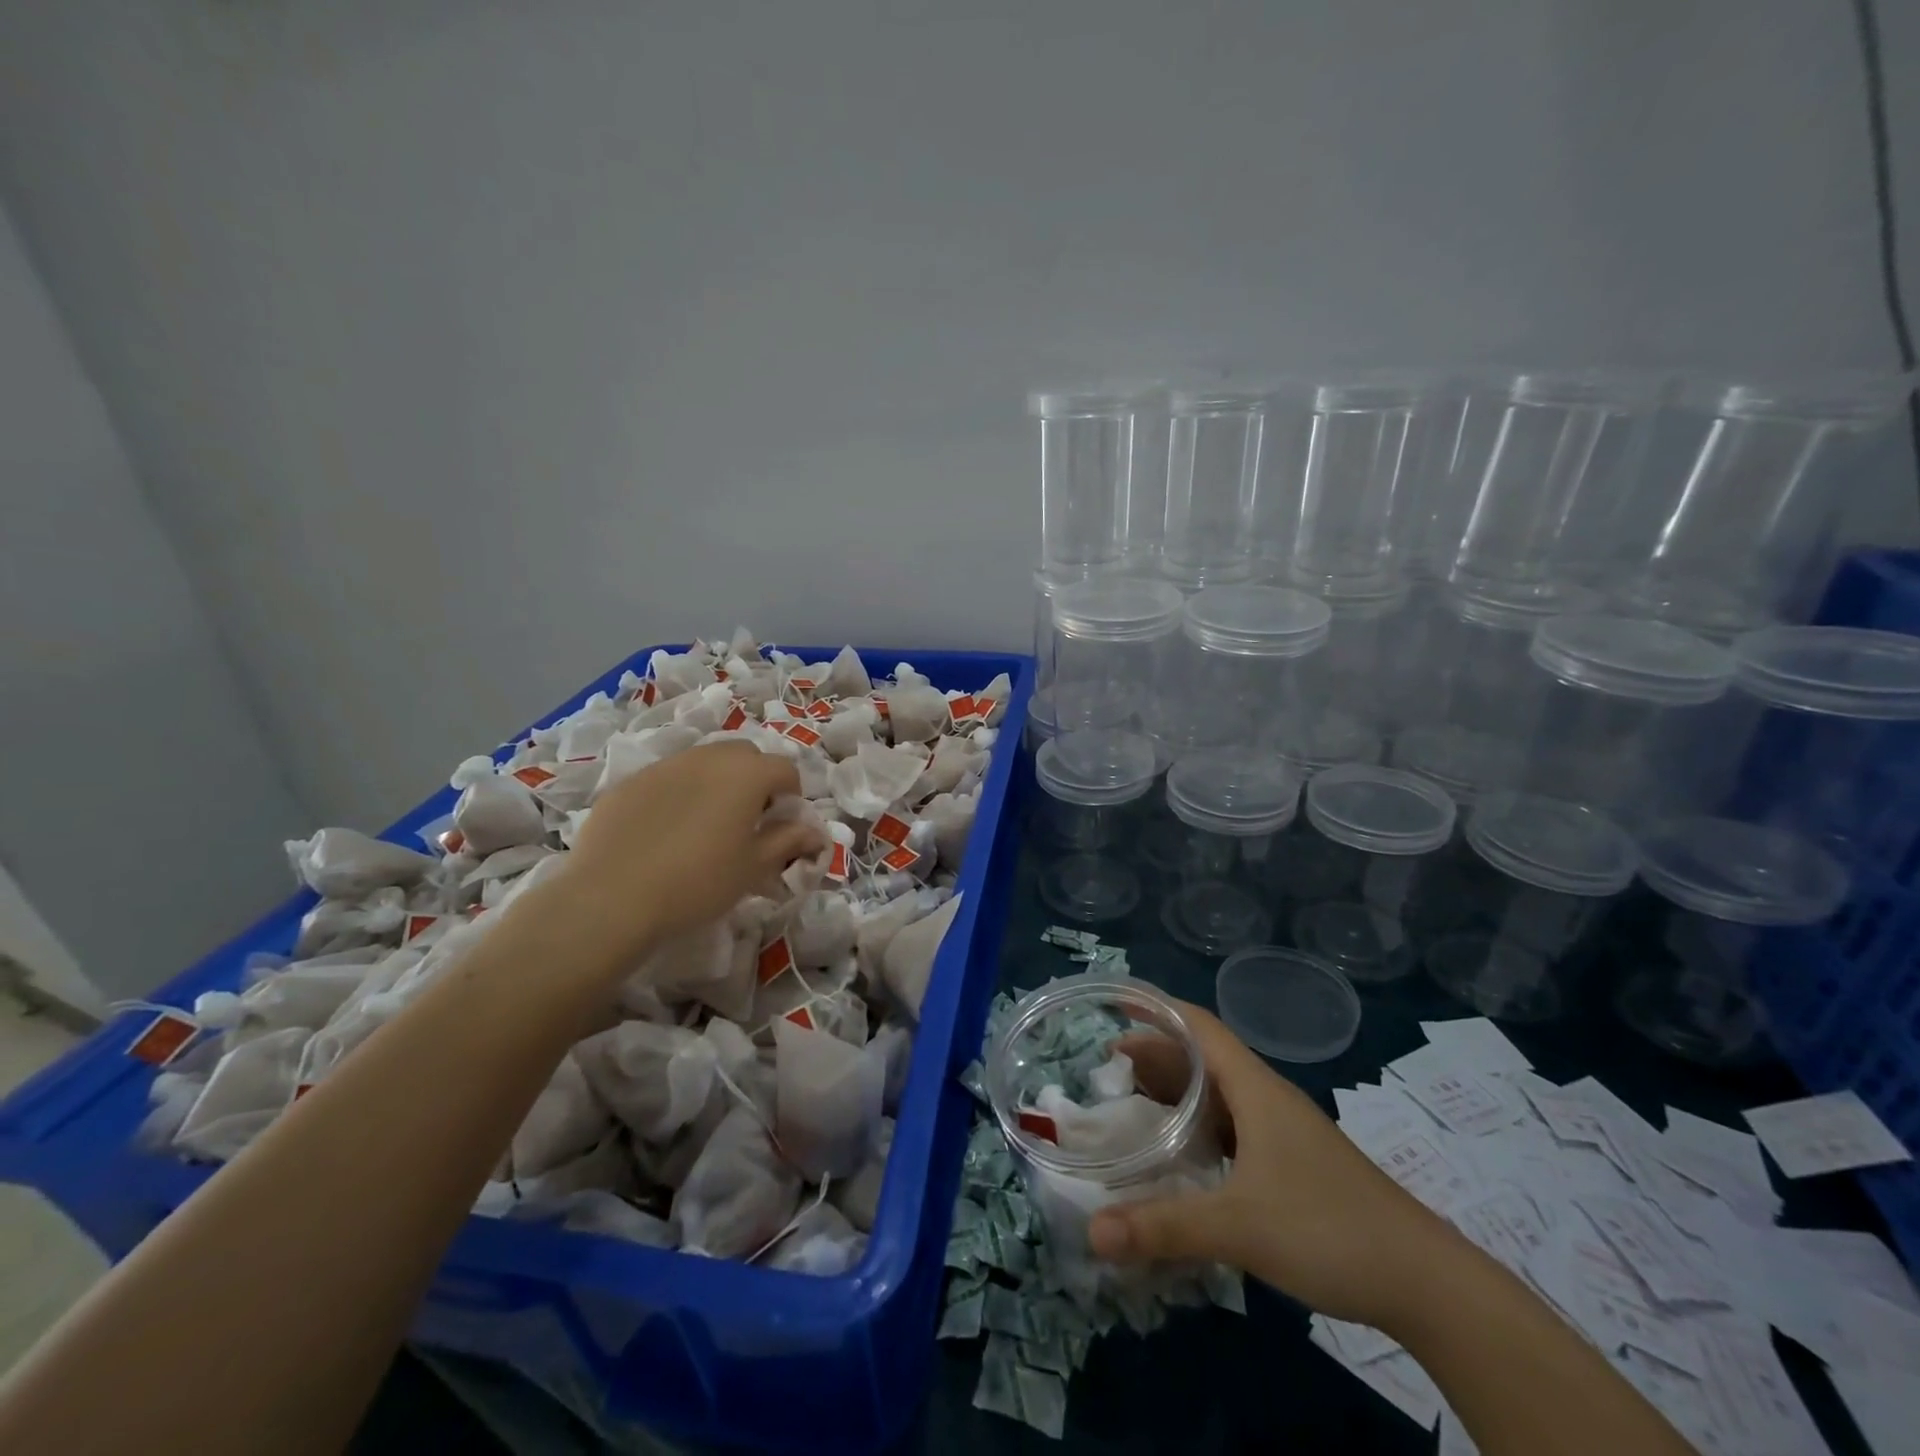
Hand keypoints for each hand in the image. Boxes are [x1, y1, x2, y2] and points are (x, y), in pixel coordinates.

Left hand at [554, 741, 823, 955]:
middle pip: (744, 755)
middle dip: (754, 779)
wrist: (612, 898)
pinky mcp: (629, 782)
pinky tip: (665, 832)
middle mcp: (708, 757)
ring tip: (705, 824)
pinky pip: (667, 779)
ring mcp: (665, 766)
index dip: (791, 795)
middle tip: (747, 820)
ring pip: (703, 762)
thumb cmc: (699, 883)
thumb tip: (816, 833)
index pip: (785, 769)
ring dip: (716, 782)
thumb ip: (789, 841)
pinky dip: (678, 794)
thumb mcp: (754, 867)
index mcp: (747, 774)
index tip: (781, 825)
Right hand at [1087, 1000, 1465, 1330]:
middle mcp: (1267, 1098)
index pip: (1199, 1026)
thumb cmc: (1328, 1229)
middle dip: (1155, 1054)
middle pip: (1203, 1057)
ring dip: (1176, 1091)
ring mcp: (1283, 1132)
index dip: (1156, 1010)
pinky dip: (1198, 1126)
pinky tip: (1181, 1155)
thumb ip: (1164, 1227)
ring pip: (1218, 1094)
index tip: (1114, 1008)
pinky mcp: (1292, 1163)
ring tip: (1133, 1104)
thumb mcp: (1239, 1227)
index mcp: (1255, 1088)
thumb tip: (1091, 1233)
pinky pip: (1232, 1126)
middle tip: (1106, 1068)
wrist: (1426, 1281)